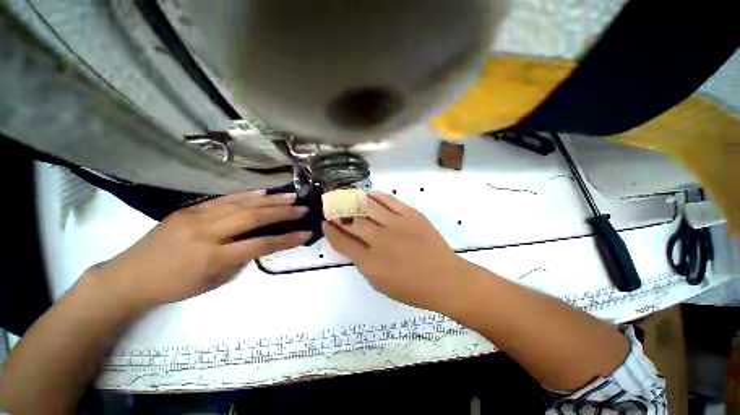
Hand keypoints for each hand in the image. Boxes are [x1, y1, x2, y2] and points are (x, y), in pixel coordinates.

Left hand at [86, 191, 309, 311]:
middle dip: (283, 212)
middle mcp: (207, 232)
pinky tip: (263, 192)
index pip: (260, 244)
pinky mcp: (190, 209)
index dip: (287, 239)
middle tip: (302, 208)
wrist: (129, 276)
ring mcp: (196, 216)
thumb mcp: (213, 280)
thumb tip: (259, 241)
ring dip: (270, 199)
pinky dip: (247, 195)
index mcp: (212, 257)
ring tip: (290, 196)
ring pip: (241, 204)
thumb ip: (239, 258)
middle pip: (253, 218)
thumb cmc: (174, 287)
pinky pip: (224, 199)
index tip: (306, 233)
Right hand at [322, 192, 470, 310]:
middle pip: (351, 221)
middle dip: (337, 213)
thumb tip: (351, 243)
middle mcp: (380, 240)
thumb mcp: (379, 283)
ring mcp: (396, 224)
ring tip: (345, 196)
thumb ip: (362, 262)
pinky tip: (368, 194)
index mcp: (370, 262)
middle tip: (331, 206)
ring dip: (353, 200)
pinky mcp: (411, 215)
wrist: (444, 278)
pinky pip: (388, 200)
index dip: (330, 231)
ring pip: (367, 206)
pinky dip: (376, 195)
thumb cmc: (411, 288)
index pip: (342, 242)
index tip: (325, 223)